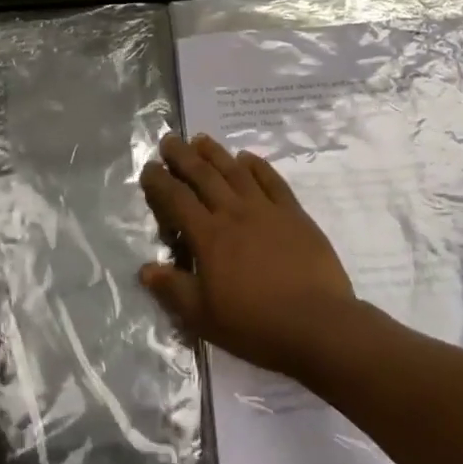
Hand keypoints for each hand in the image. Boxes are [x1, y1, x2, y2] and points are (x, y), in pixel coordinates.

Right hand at [139, 133, 358, 377]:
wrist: (317, 324)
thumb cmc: (255, 324)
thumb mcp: (204, 317)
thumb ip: (173, 289)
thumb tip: (146, 268)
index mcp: (209, 237)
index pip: (177, 200)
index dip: (160, 182)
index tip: (149, 168)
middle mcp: (234, 213)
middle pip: (203, 176)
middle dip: (183, 156)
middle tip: (169, 140)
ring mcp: (266, 209)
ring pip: (235, 171)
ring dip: (215, 153)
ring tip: (201, 139)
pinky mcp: (294, 214)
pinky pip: (272, 180)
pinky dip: (257, 165)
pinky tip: (247, 158)